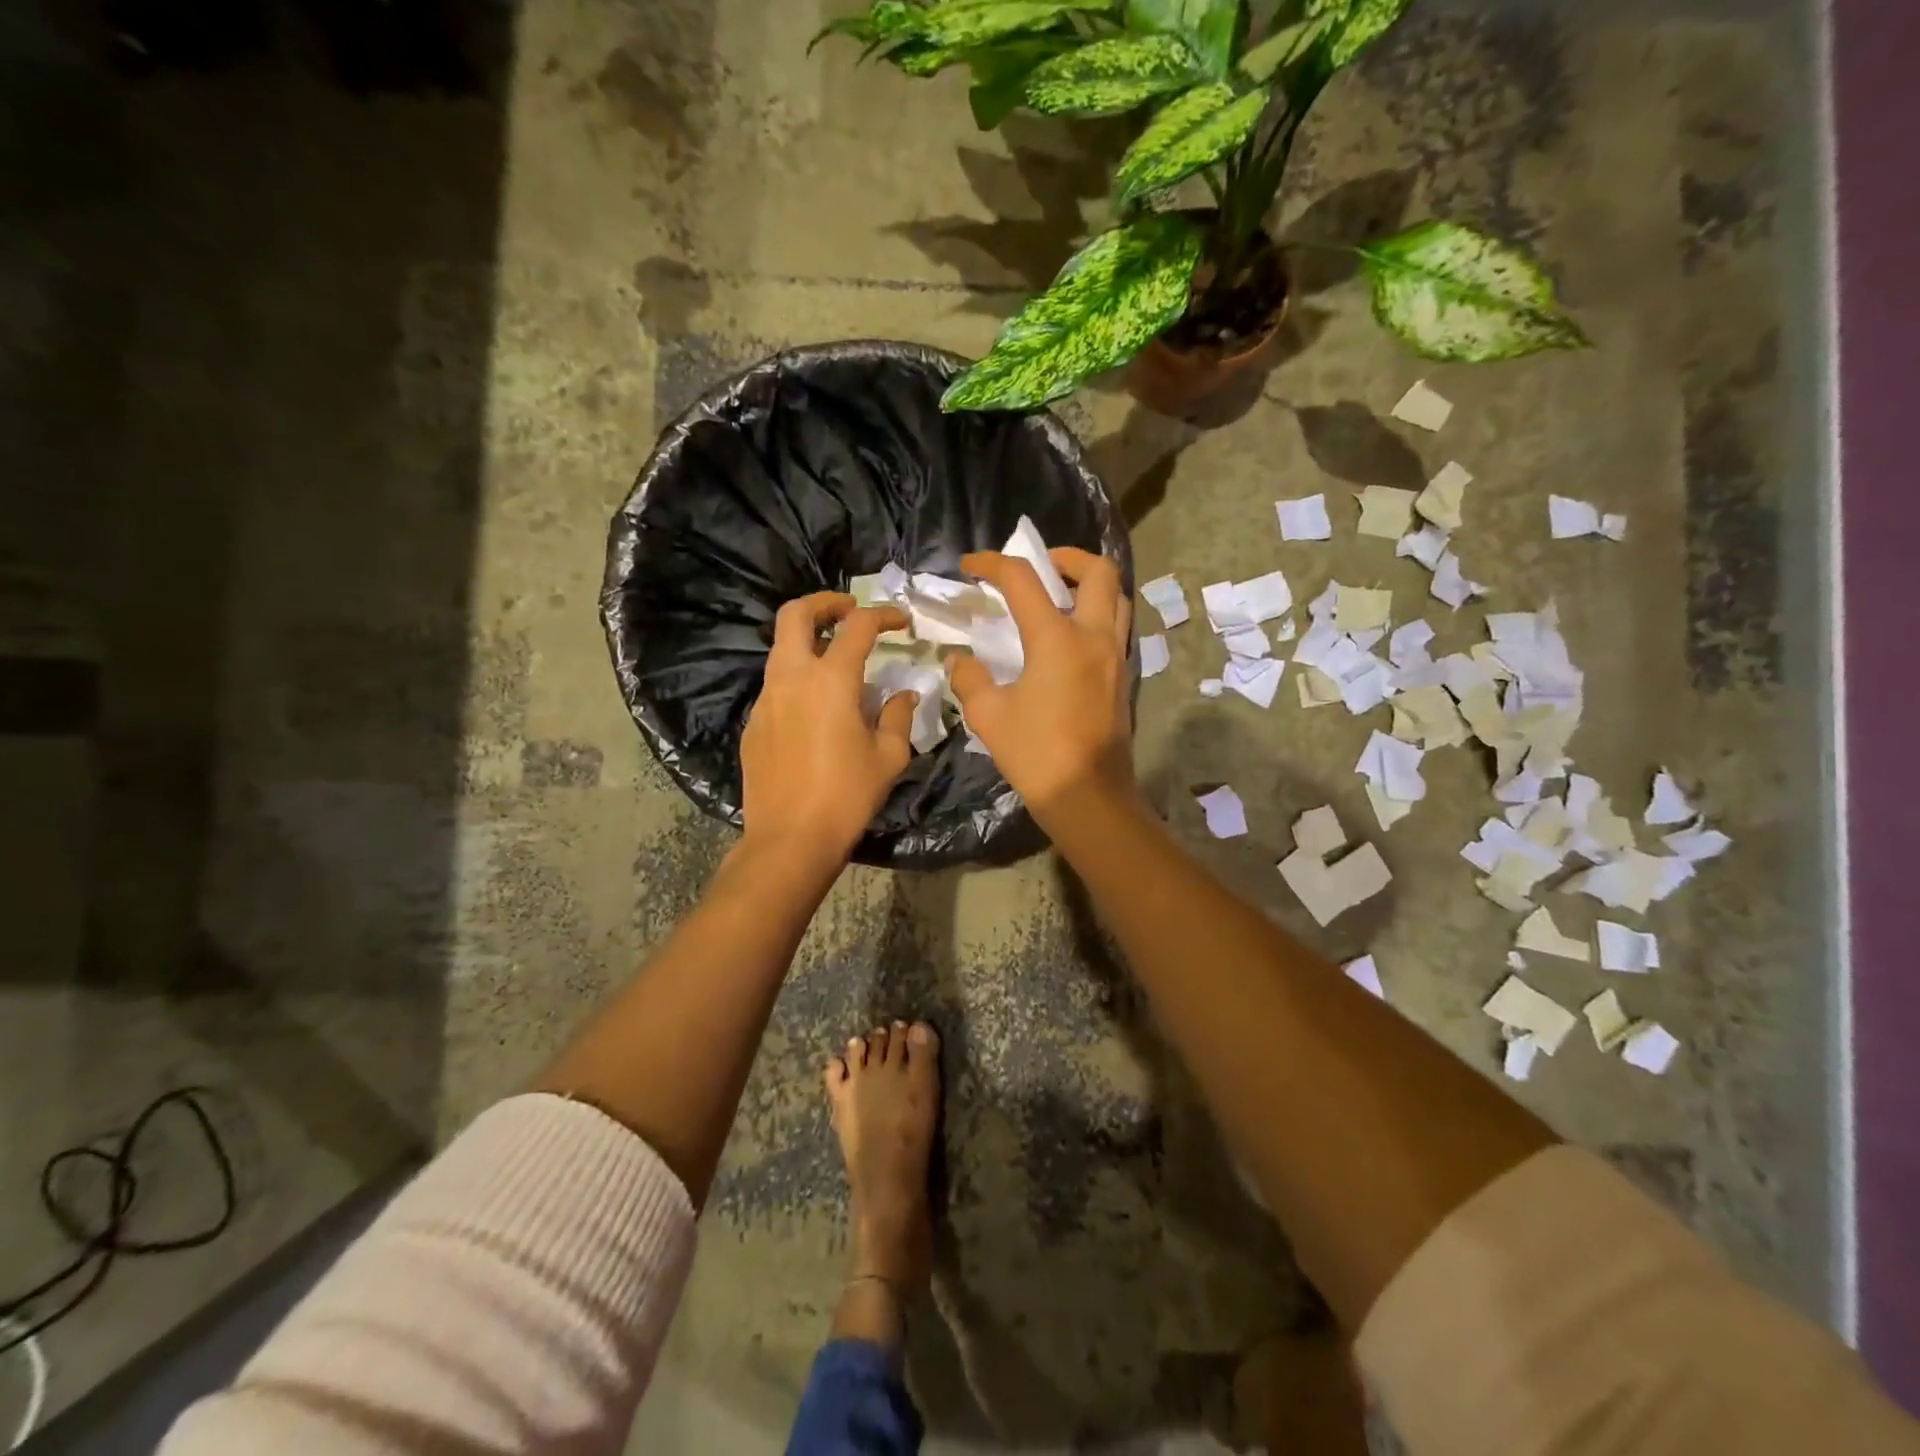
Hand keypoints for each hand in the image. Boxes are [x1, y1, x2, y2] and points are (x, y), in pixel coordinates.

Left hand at [740, 593, 917, 863]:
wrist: (790, 839)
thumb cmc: (847, 796)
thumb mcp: (888, 757)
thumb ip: (898, 716)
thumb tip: (904, 695)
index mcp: (830, 680)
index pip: (857, 626)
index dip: (883, 615)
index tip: (901, 621)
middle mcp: (792, 678)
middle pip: (796, 614)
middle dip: (825, 602)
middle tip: (849, 610)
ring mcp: (766, 700)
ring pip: (782, 649)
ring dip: (809, 641)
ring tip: (838, 662)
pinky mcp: (754, 724)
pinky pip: (776, 685)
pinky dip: (798, 679)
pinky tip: (817, 710)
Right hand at [948, 548, 1134, 818]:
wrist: (1088, 796)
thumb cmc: (1036, 754)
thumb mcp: (988, 715)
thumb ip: (970, 678)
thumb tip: (960, 659)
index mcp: (1057, 638)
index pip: (1023, 580)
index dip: (992, 564)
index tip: (970, 566)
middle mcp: (1094, 636)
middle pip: (1097, 570)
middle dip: (1065, 557)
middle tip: (1039, 567)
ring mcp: (1115, 656)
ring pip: (1116, 597)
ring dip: (1088, 583)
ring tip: (1058, 596)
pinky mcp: (1122, 677)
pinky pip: (1116, 627)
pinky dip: (1096, 613)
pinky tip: (1068, 637)